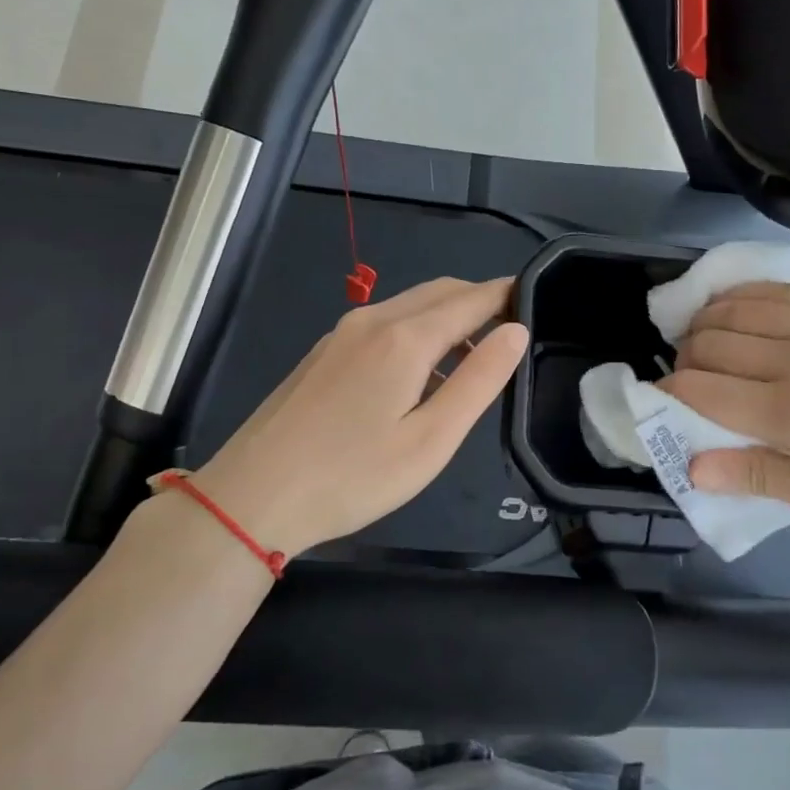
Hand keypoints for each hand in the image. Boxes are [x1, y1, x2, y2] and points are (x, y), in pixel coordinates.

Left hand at [185, 277, 528, 558]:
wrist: (253, 496)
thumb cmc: (353, 476)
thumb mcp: (431, 438)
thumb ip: (479, 381)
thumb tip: (516, 331)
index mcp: (405, 337)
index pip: (472, 299)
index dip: (507, 295)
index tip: (537, 301)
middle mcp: (373, 320)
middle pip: (440, 293)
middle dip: (480, 303)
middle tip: (511, 335)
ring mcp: (342, 334)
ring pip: (410, 306)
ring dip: (448, 319)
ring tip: (473, 362)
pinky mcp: (324, 353)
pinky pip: (384, 325)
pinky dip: (417, 332)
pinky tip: (419, 376)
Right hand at [662, 283, 789, 540]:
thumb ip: (767, 478)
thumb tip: (694, 466)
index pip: (701, 390)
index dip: (670, 395)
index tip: (666, 404)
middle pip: (711, 342)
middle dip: (685, 360)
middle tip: (691, 382)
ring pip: (739, 306)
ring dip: (709, 324)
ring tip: (708, 343)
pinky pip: (783, 288)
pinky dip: (746, 297)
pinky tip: (742, 310)